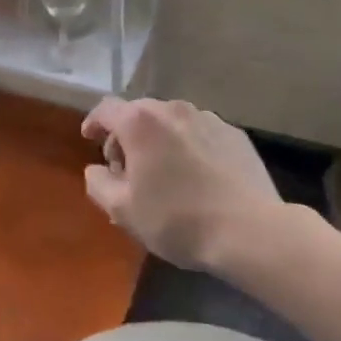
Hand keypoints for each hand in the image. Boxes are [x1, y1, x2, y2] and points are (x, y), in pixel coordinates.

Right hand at [81, 96, 281, 271]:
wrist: (251, 231)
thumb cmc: (178, 219)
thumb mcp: (123, 210)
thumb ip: (98, 183)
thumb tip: (96, 170)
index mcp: (139, 122)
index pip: (106, 109)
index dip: (93, 122)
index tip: (89, 138)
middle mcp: (172, 109)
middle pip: (138, 113)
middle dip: (126, 136)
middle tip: (127, 170)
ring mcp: (207, 118)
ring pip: (170, 122)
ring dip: (159, 140)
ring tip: (164, 173)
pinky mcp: (234, 134)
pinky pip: (199, 133)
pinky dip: (188, 146)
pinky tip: (197, 176)